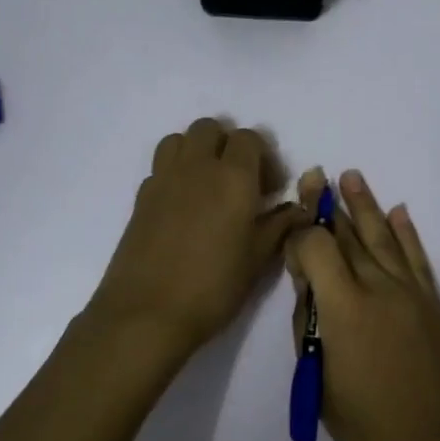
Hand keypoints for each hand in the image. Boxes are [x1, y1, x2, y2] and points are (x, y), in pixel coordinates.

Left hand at [90, 118, 303, 360]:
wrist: (147, 312)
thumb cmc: (213, 286)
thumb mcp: (258, 259)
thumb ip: (280, 226)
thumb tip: (298, 209)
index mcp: (232, 176)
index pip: (249, 138)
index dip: (263, 158)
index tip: (269, 190)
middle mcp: (196, 166)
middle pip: (209, 128)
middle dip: (227, 145)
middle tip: (239, 182)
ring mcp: (163, 179)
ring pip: (179, 140)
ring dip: (196, 151)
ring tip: (208, 186)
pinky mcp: (141, 197)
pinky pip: (161, 167)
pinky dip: (175, 174)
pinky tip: (183, 208)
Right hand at [286, 168, 439, 440]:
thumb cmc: (364, 424)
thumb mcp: (317, 378)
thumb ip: (309, 324)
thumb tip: (308, 286)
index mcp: (345, 307)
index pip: (317, 247)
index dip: (300, 236)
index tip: (290, 236)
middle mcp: (379, 288)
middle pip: (350, 235)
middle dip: (329, 205)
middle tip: (317, 176)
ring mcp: (411, 293)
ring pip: (384, 237)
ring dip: (367, 206)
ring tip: (352, 177)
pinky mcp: (433, 304)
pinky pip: (418, 258)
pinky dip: (407, 233)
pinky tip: (399, 212)